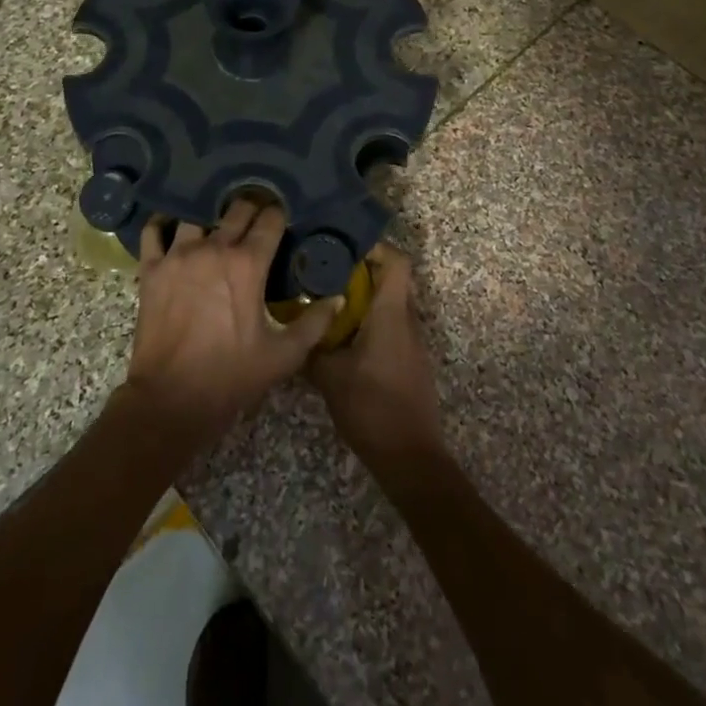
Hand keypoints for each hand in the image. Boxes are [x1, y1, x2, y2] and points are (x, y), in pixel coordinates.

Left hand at [122, 199, 339, 444]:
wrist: (171, 399)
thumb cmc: (230, 376)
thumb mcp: (283, 356)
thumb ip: (314, 323)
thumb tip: (337, 298)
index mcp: (248, 264)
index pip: (270, 220)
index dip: (280, 215)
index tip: (283, 218)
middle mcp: (213, 248)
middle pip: (237, 209)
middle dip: (251, 207)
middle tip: (257, 216)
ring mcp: (178, 254)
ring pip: (197, 215)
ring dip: (210, 216)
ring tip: (216, 224)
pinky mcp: (151, 267)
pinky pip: (154, 231)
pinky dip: (162, 224)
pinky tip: (171, 227)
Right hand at [308, 245, 443, 465]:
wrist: (410, 457)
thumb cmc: (371, 407)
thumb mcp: (329, 376)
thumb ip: (311, 346)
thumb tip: (292, 326)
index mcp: (391, 314)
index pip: (397, 261)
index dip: (374, 247)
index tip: (343, 249)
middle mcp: (407, 320)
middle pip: (392, 279)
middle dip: (362, 271)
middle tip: (327, 272)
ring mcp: (412, 341)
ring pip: (391, 303)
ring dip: (365, 297)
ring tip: (329, 301)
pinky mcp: (410, 360)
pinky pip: (392, 325)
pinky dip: (371, 320)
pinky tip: (343, 336)